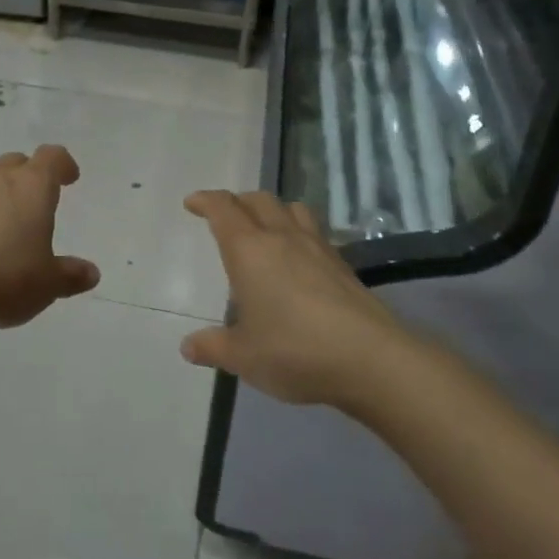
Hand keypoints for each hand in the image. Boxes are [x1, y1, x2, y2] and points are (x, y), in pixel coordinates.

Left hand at [0, 145, 100, 326]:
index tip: (69, 178)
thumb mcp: (47, 284)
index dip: (63, 165)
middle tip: (33, 203)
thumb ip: (70, 276)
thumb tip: (91, 273)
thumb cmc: (3, 277)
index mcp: (32, 186)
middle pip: (15, 163)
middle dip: (26, 177)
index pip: (52, 157)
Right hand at [179, 190, 408, 407]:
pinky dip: (298, 231)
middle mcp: (282, 237)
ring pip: (291, 209)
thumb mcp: (243, 356)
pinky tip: (298, 259)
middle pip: (258, 200)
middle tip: (225, 217)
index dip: (205, 201)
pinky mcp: (342, 264)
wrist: (370, 358)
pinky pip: (314, 231)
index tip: (192, 203)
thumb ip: (213, 347)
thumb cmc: (294, 350)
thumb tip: (188, 347)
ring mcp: (317, 247)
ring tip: (264, 228)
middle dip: (237, 202)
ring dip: (272, 210)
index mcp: (249, 250)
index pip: (223, 209)